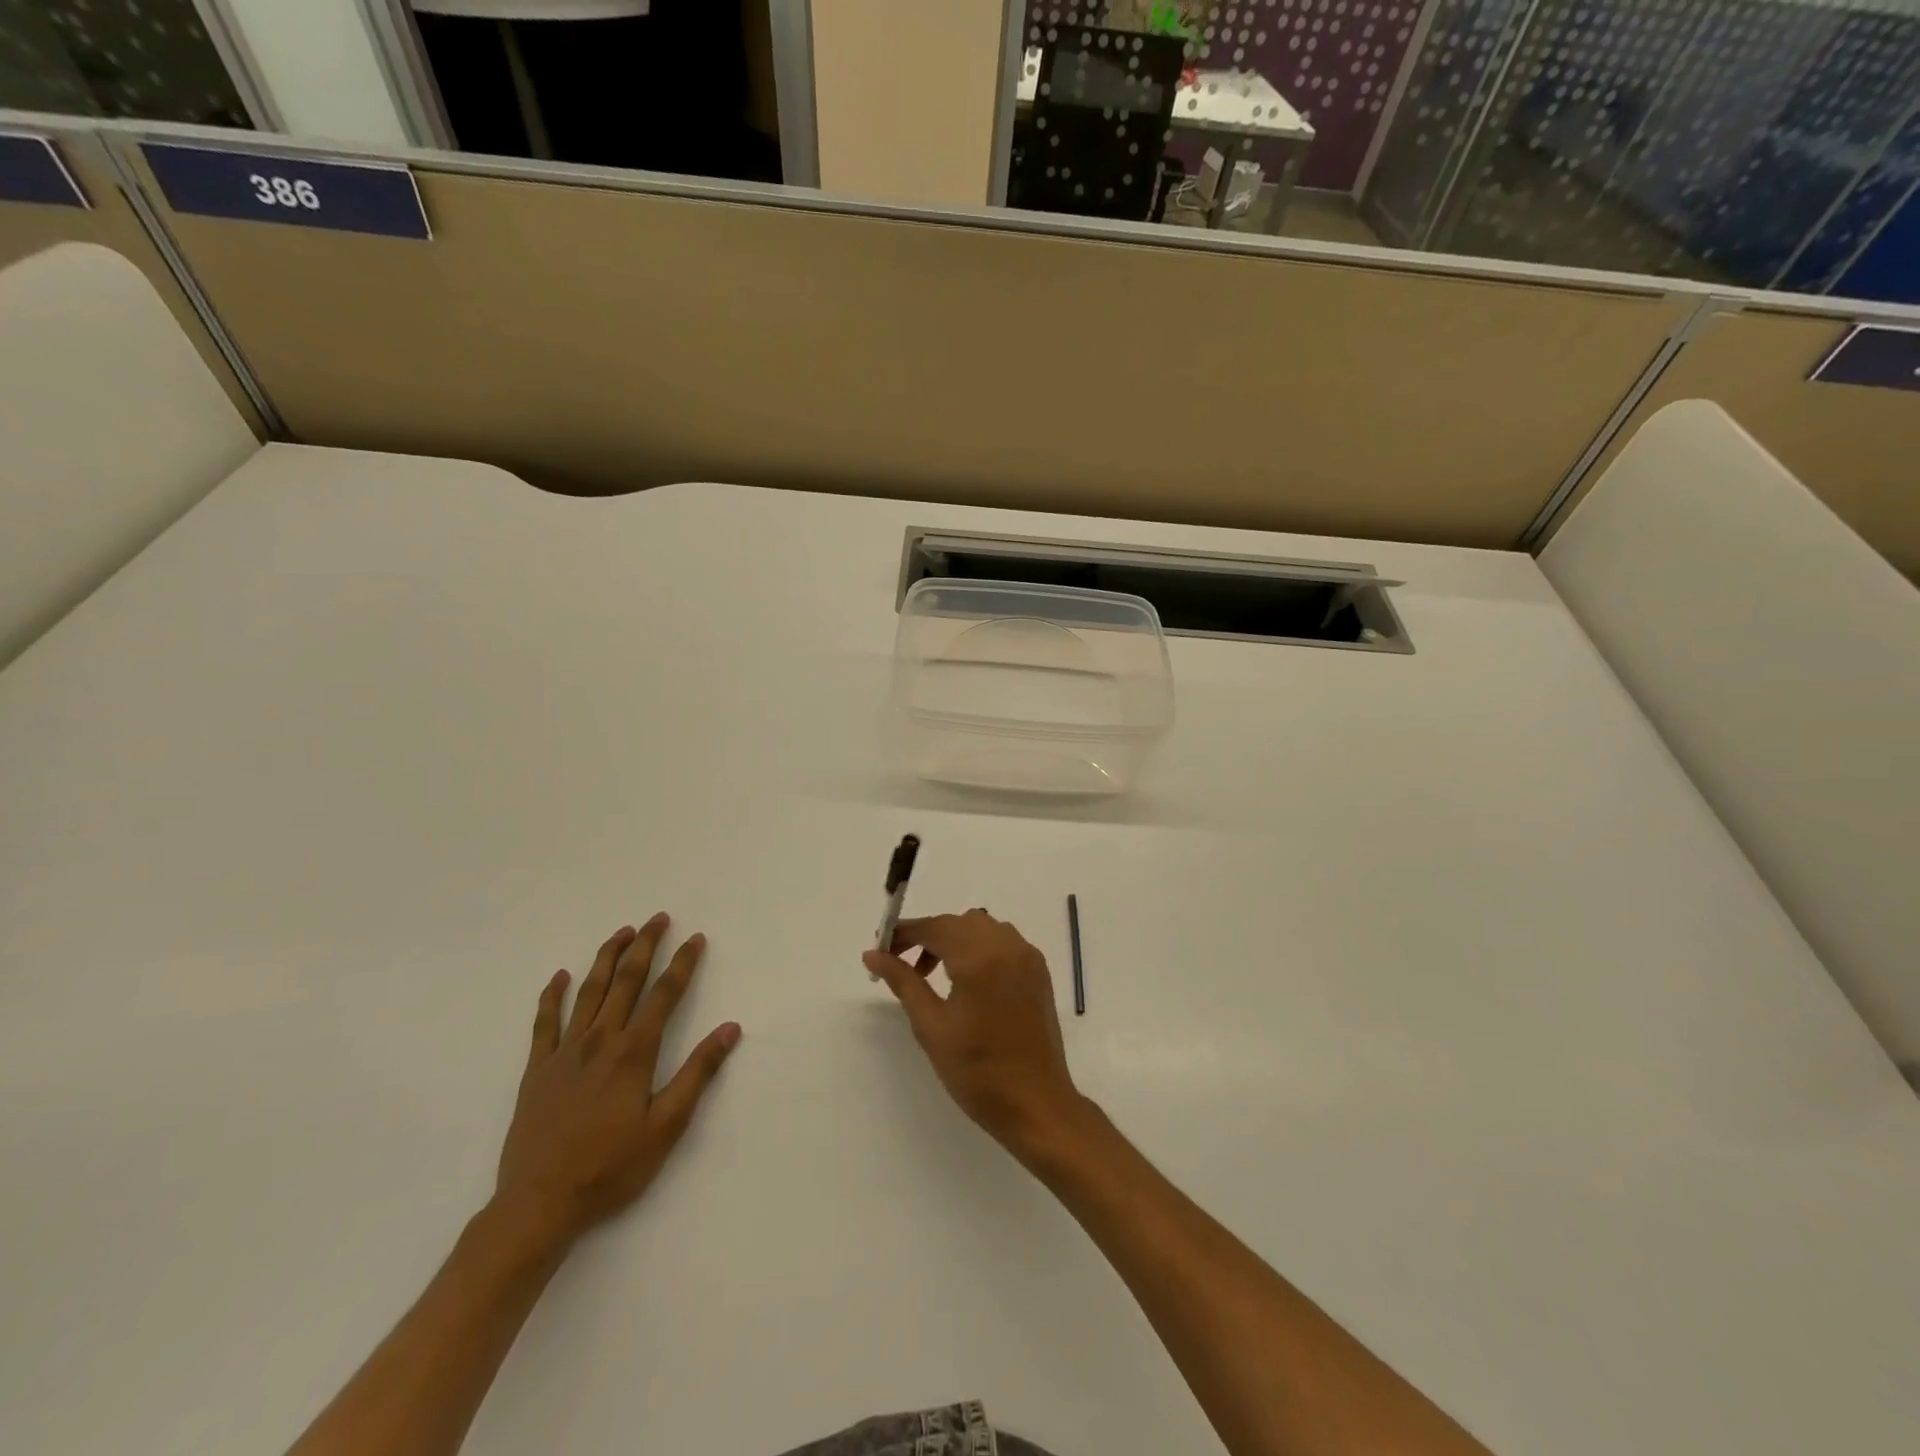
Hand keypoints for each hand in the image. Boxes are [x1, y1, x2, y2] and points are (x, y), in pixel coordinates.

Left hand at [493, 915, 740, 1248]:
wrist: (539, 1204)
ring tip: (622, 933)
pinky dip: (552, 996)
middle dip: (645, 946)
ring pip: (588, 992)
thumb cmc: (611, 1168)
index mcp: (634, 1052)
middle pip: (626, 981)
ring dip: (607, 958)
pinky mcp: (536, 1070)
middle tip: (658, 918)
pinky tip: (560, 976)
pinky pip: (544, 1023)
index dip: (682, 964)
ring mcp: (564, 1052)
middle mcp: (600, 1040)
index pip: (665, 994)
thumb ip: (698, 1073)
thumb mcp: (667, 1126)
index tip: (695, 938)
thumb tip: (730, 1029)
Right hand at [863, 909, 1085, 1159]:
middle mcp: (1007, 946)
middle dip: (928, 936)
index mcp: (979, 958)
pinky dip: (979, 947)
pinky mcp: (1038, 970)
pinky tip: (966, 979)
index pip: (935, 927)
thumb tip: (873, 954)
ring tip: (933, 975)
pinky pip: (1002, 941)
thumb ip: (903, 982)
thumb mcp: (931, 1027)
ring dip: (954, 940)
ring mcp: (1027, 956)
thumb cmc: (977, 1071)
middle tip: (903, 965)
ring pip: (981, 928)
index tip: (881, 948)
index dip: (905, 933)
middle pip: (958, 923)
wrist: (1036, 1105)